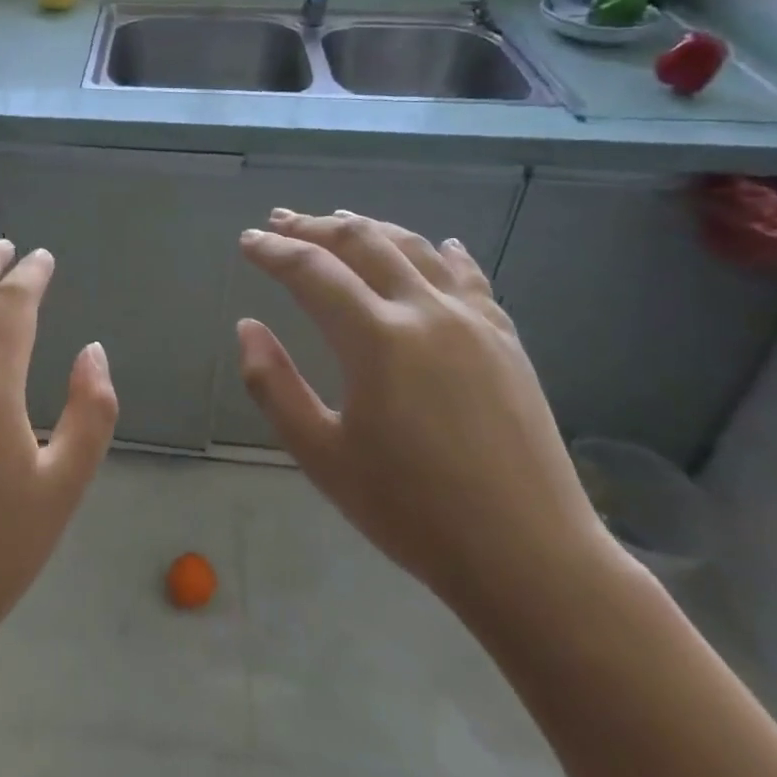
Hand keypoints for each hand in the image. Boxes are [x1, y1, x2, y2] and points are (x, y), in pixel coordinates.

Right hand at [236, 210, 613, 609]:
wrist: (529, 557)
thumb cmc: (411, 511)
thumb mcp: (321, 455)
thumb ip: (272, 385)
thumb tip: (247, 326)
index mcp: (376, 339)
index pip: (312, 271)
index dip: (273, 251)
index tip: (247, 241)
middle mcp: (426, 312)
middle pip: (363, 242)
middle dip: (315, 226)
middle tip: (280, 221)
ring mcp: (474, 321)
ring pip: (415, 248)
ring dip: (371, 228)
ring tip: (340, 219)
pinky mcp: (507, 339)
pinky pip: (469, 277)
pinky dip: (441, 253)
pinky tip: (437, 245)